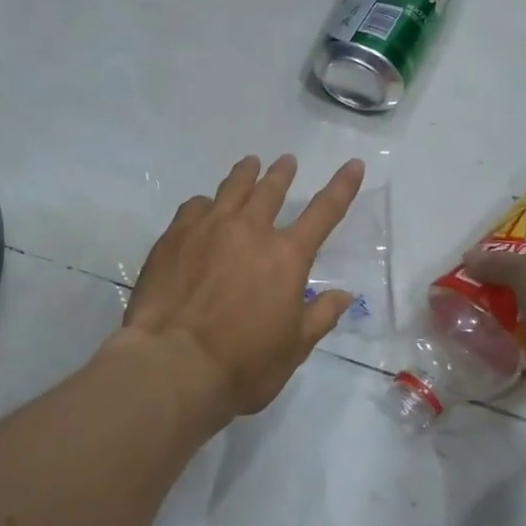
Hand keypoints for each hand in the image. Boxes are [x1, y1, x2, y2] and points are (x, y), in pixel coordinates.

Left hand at [119, 154, 365, 431]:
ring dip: (246, 173)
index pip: (324, 212)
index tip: (353, 164)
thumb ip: (319, 316)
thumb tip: (344, 295)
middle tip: (286, 162)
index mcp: (286, 256)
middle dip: (282, 173)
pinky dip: (206, 203)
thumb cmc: (242, 363)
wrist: (172, 363)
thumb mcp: (293, 348)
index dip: (342, 186)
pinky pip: (194, 206)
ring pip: (232, 188)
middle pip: (271, 190)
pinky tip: (203, 207)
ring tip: (250, 164)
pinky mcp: (174, 236)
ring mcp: (208, 228)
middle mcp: (250, 230)